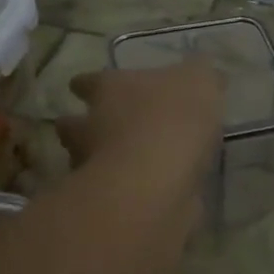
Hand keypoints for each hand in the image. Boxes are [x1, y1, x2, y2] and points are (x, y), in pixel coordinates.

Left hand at [57, 61, 225, 181]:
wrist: (156, 183)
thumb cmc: (173, 118)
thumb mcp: (199, 81)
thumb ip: (199, 75)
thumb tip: (199, 70)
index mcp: (109, 89)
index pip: (87, 82)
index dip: (87, 84)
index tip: (84, 88)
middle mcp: (91, 126)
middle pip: (74, 125)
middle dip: (82, 128)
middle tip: (102, 130)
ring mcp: (95, 168)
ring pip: (88, 161)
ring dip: (102, 162)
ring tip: (129, 165)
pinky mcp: (110, 204)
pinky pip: (116, 193)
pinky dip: (127, 193)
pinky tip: (149, 193)